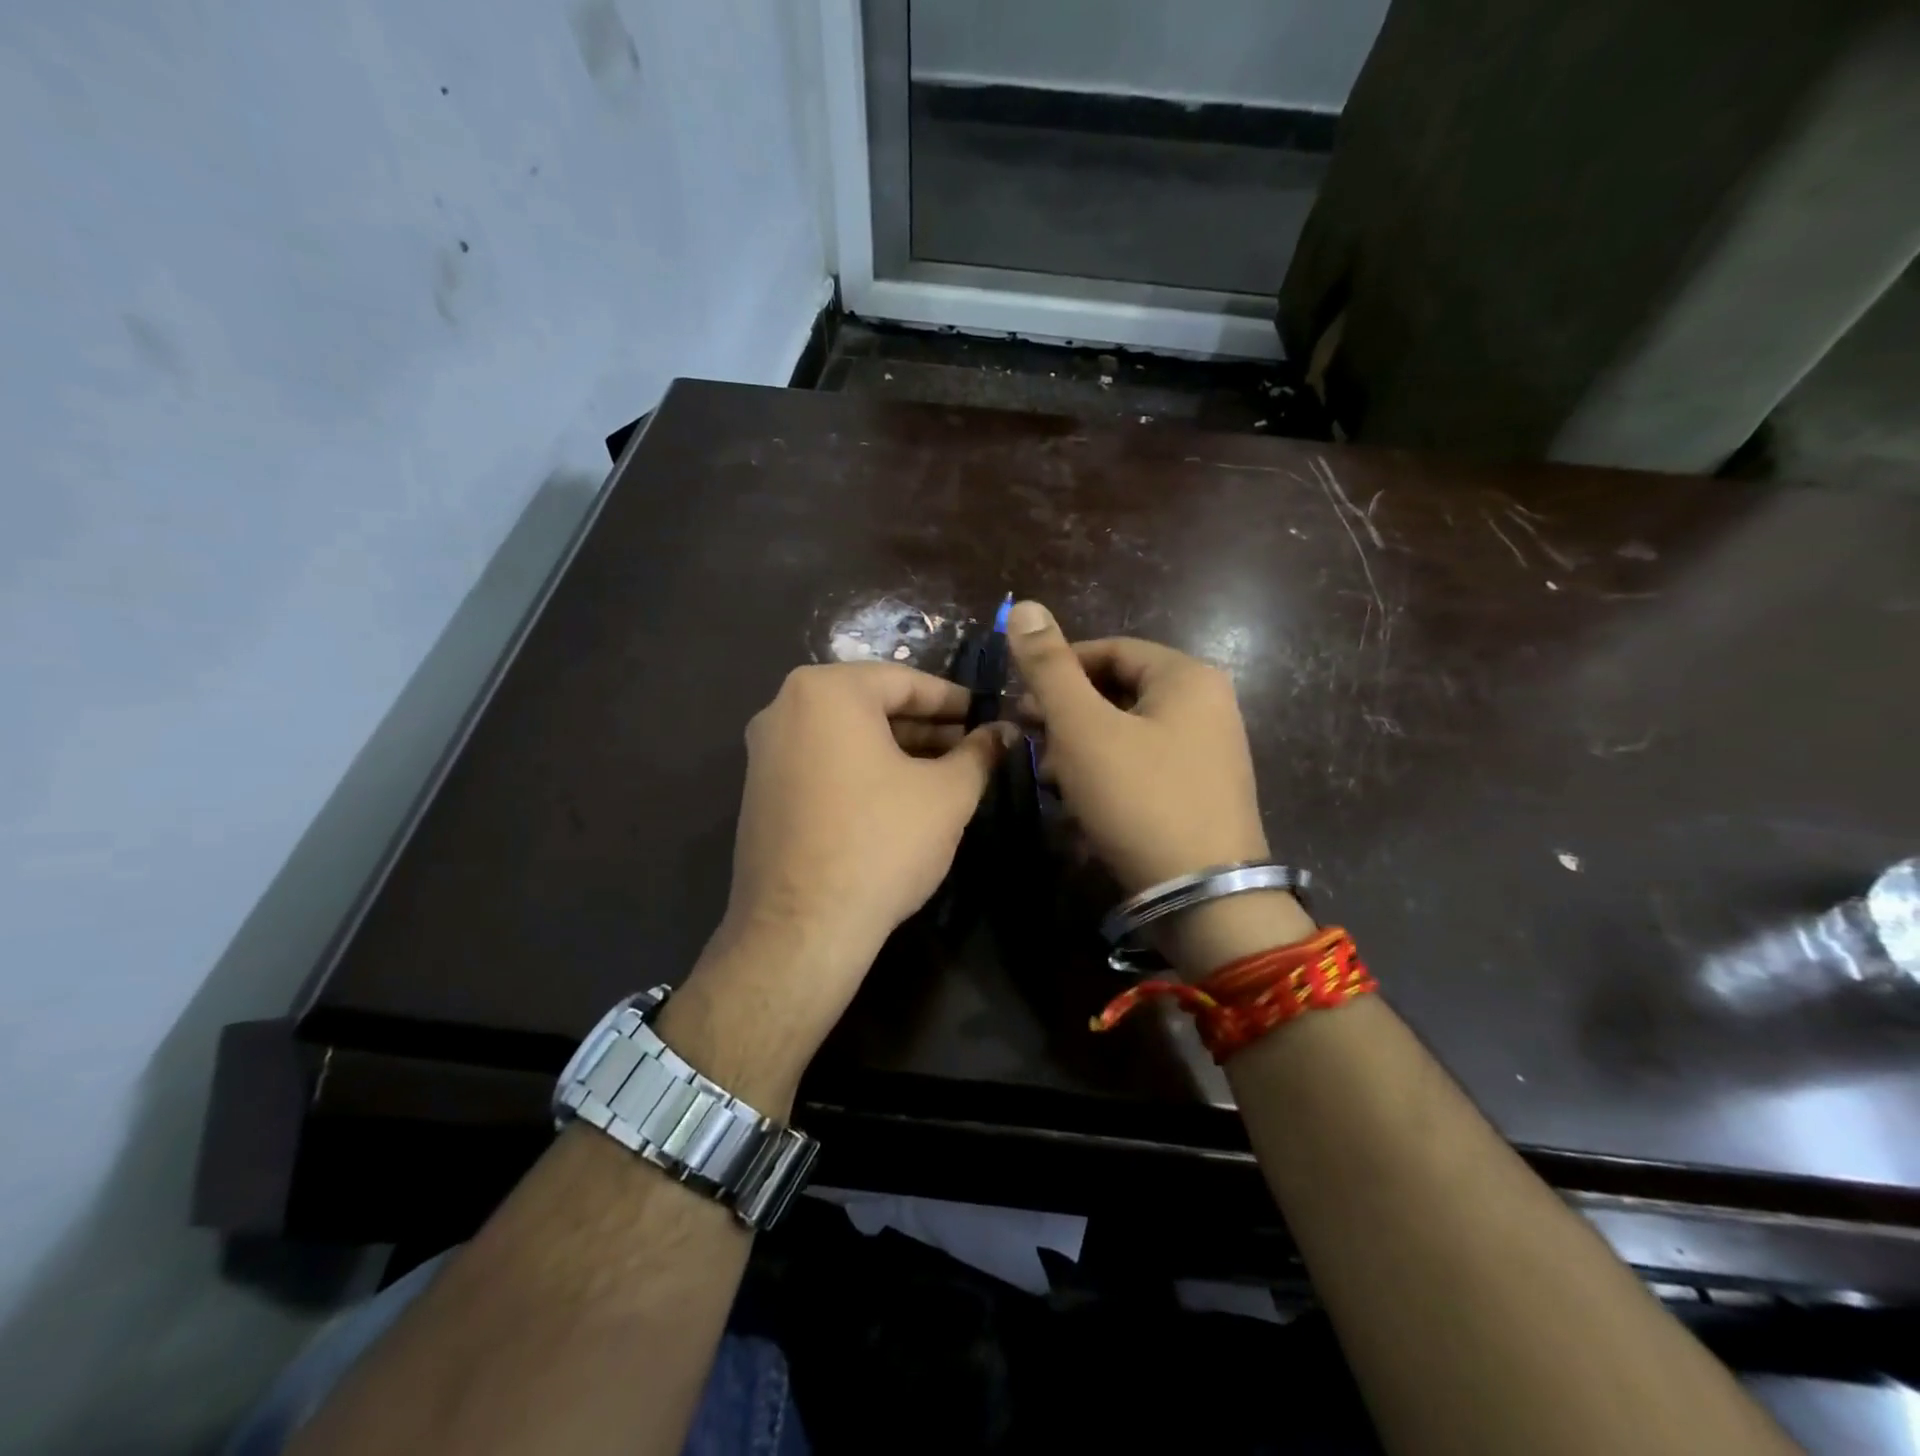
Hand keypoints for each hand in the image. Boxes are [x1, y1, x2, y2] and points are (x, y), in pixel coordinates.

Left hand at [714, 661, 1008, 1005]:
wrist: (801, 928)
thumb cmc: (881, 843)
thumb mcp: (947, 794)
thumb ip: (980, 753)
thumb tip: (1006, 732)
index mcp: (827, 691)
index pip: (904, 681)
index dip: (954, 700)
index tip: (987, 715)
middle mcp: (785, 708)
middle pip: (871, 706)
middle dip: (926, 727)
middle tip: (971, 748)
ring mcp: (765, 752)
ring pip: (846, 736)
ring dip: (896, 750)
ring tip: (943, 774)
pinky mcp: (760, 792)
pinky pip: (822, 763)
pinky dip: (862, 770)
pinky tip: (898, 798)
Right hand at [1006, 601, 1311, 972]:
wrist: (1203, 897)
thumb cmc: (1139, 797)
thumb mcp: (1082, 727)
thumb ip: (1049, 667)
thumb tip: (1022, 606)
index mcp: (1187, 676)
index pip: (1110, 650)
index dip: (1058, 669)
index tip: (1020, 699)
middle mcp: (1207, 705)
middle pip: (1118, 691)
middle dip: (1067, 714)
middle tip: (1027, 738)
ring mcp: (1209, 752)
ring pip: (1127, 732)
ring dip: (1081, 747)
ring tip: (1047, 775)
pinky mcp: (1201, 792)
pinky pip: (1143, 765)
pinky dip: (1107, 774)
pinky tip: (1078, 801)